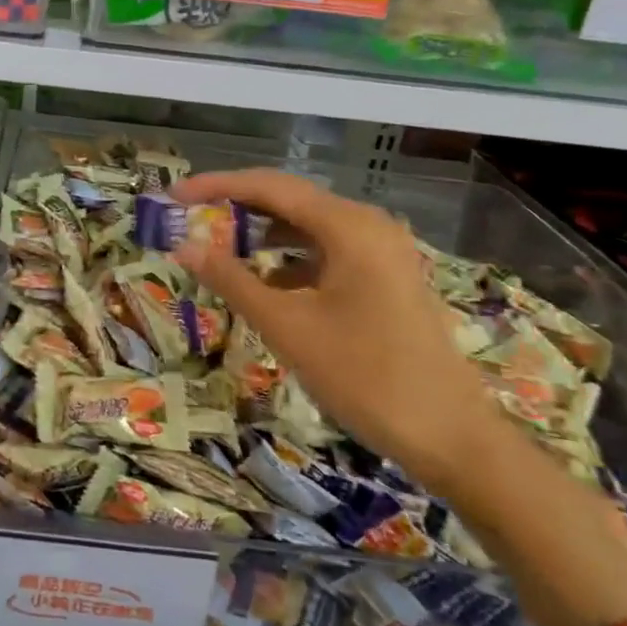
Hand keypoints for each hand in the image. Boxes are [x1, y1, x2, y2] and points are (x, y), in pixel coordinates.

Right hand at [172, 169, 507, 496]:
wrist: (453, 439)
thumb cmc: (366, 377)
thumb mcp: (288, 327)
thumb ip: (232, 280)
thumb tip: (184, 246)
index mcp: (349, 226)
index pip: (269, 187)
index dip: (216, 186)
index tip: (173, 195)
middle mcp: (368, 225)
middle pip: (289, 201)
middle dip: (236, 208)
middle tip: (188, 220)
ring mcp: (381, 252)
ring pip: (307, 228)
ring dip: (261, 234)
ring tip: (217, 248)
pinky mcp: (385, 278)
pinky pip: (326, 253)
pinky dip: (289, 260)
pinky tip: (263, 283)